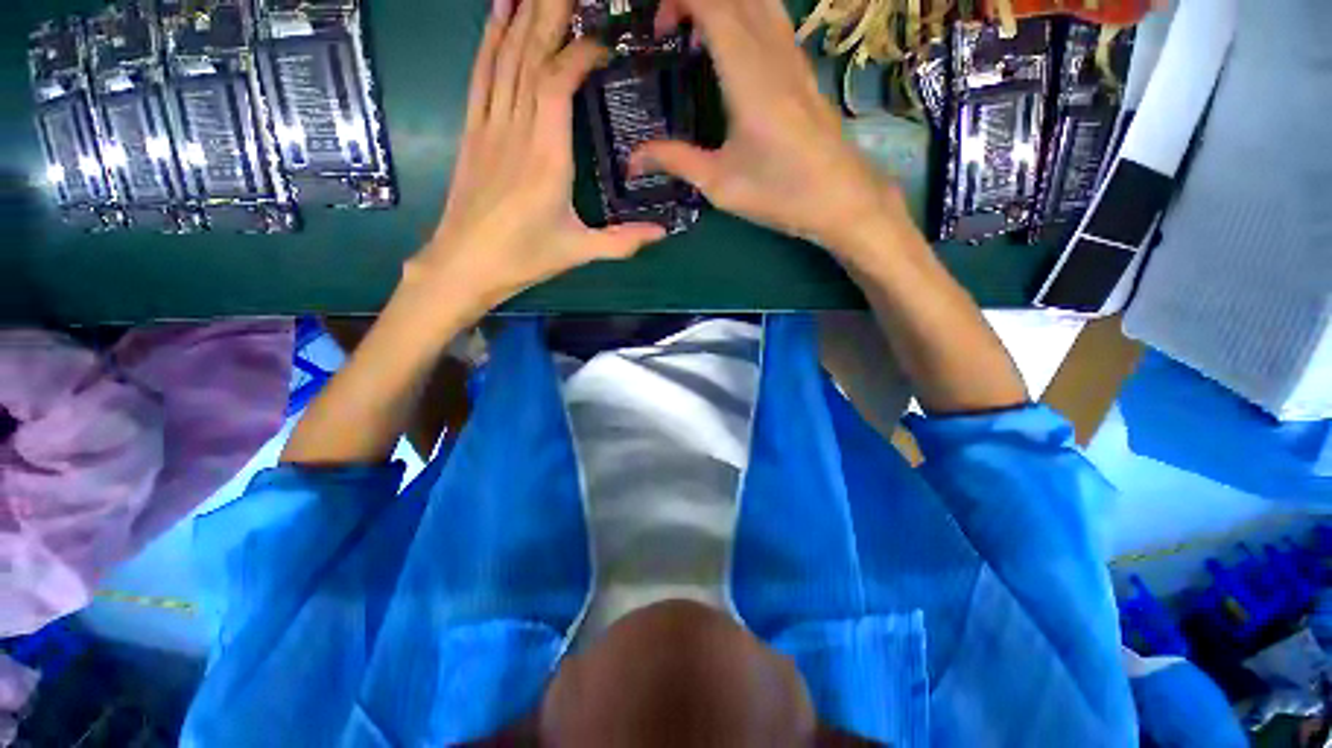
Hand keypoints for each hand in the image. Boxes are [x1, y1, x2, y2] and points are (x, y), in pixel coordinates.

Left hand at [408, 0, 666, 315]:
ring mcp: (489, 127)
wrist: (464, 264)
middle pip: (530, 56)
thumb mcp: (578, 252)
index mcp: (546, 158)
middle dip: (549, 13)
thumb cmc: (523, 258)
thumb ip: (622, 242)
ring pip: (505, 58)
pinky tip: (496, 14)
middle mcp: (516, 131)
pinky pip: (481, 75)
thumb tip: (663, 233)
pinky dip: (489, 40)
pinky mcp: (473, 131)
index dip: (579, 53)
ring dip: (520, 16)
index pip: (558, 83)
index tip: (603, 41)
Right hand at [633, 0, 912, 259]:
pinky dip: (744, 12)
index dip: (679, 0)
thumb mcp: (720, 184)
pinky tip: (730, 44)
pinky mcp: (802, 66)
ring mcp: (792, 54)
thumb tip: (633, 160)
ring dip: (722, 2)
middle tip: (667, 29)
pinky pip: (772, 16)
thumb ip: (676, 161)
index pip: (712, 3)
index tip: (655, 26)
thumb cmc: (780, 193)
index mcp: (748, 74)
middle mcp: (772, 50)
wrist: (840, 198)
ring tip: (694, 33)